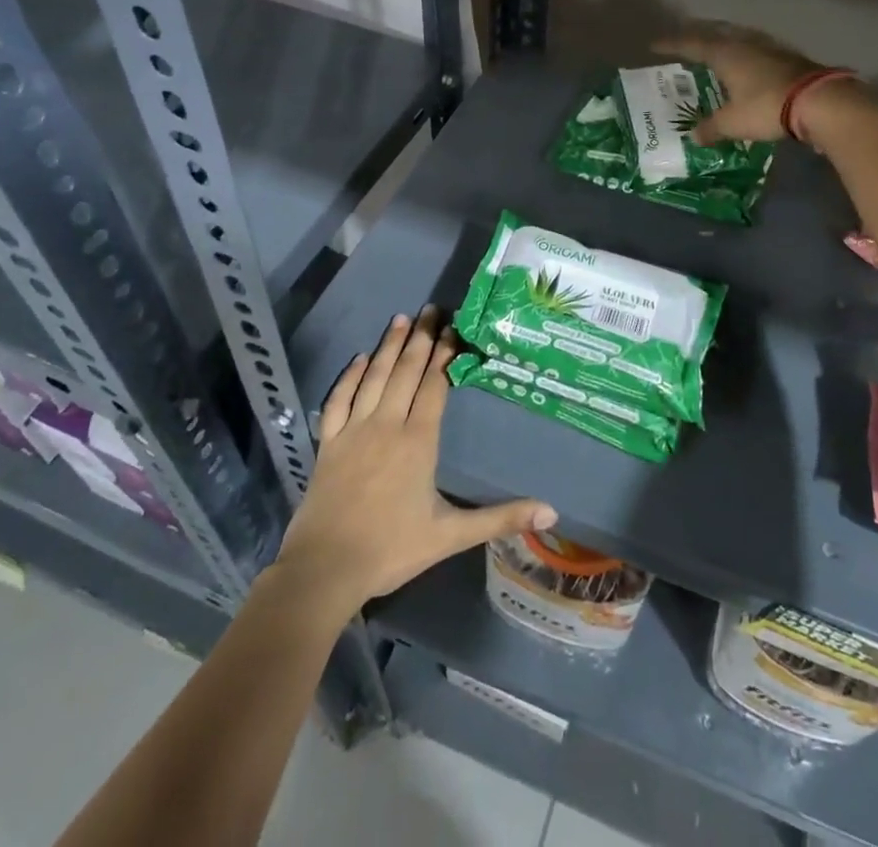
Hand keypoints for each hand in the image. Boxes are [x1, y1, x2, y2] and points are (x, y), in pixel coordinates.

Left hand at [274, 308, 555, 611]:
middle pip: (406, 371)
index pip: (435, 385)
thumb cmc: (392, 549)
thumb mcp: (452, 535)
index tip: (455, 327)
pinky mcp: (328, 442)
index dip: (446, 355)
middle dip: (422, 339)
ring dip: (389, 346)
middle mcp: (387, 424)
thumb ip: (501, 519)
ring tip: (402, 319)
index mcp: (418, 441)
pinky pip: (338, 400)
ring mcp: (353, 430)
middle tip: (432, 308)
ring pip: (374, 377)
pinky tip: (359, 359)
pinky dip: (349, 376)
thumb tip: (552, 512)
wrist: (325, 569)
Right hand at [655, 22, 825, 143]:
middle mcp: (744, 44)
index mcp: (725, 54)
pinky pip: (758, 48)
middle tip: (685, 40)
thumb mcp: (732, 123)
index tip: (654, 45)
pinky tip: (749, 62)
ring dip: (724, 39)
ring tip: (716, 46)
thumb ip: (711, 128)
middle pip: (716, 32)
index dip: (672, 44)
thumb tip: (694, 136)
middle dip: (698, 34)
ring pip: (739, 37)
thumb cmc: (766, 107)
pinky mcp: (789, 57)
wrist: (819, 101)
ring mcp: (769, 47)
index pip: (691, 44)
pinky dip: (746, 52)